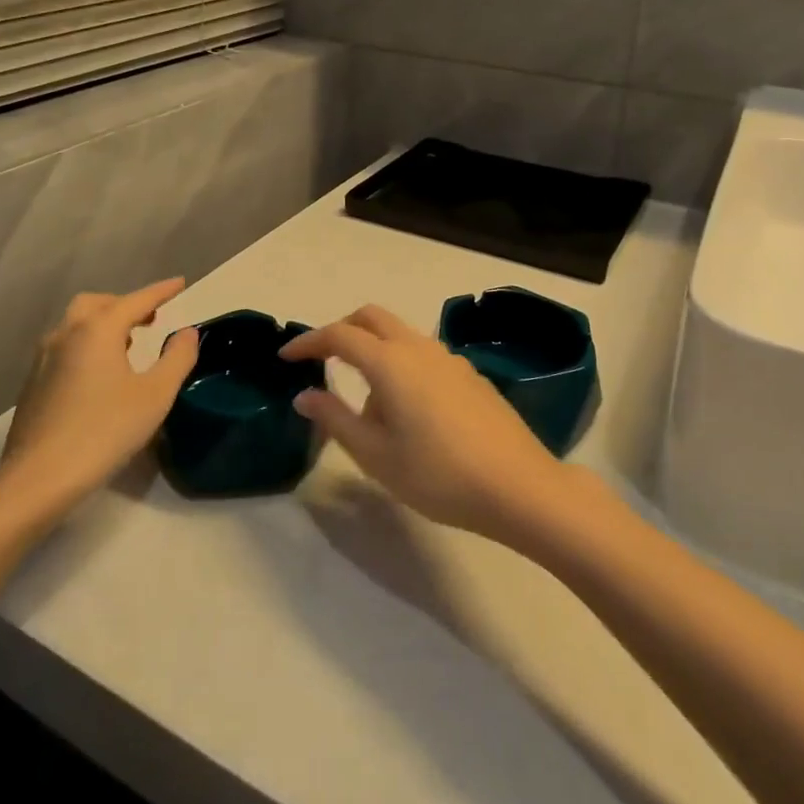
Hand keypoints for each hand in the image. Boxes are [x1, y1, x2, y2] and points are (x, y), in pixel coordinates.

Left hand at [0, 278, 199, 515]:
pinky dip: (86, 345)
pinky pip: (64, 348)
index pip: (136, 299)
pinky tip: (99, 374)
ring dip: (103, 324)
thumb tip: (186, 333)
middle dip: (125, 304)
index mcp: (97, 330)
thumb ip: (177, 358)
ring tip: (127, 344)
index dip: (161, 291)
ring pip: (75, 325)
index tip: (180, 283)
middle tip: (150, 318)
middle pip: (97, 304)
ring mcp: (43, 360)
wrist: (38, 479)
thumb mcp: (155, 395)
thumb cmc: (104, 431)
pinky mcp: (32, 385)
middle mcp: (66, 334)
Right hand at [281, 304, 573, 542]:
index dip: (309, 342)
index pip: (339, 335)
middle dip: (342, 330)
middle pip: (372, 318)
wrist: (517, 485)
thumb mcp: (376, 455)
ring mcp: (449, 357)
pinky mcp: (469, 374)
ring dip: (374, 349)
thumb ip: (336, 419)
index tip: (286, 357)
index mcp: (390, 362)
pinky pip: (423, 353)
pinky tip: (408, 409)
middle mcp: (418, 347)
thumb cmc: (437, 474)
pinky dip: (401, 363)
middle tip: (321, 360)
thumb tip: (304, 395)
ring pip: (400, 334)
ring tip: (366, 401)